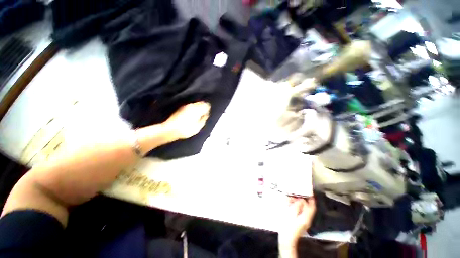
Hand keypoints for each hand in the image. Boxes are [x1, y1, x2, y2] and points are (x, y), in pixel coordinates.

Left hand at [163, 102, 210, 139]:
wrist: (170, 130)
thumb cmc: (185, 129)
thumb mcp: (198, 127)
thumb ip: (203, 119)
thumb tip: (205, 115)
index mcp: (197, 110)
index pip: (206, 105)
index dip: (208, 110)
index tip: (206, 114)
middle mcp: (191, 106)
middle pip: (201, 103)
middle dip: (203, 107)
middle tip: (202, 115)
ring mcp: (185, 106)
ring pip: (195, 104)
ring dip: (197, 108)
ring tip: (196, 116)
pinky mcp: (180, 108)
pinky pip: (189, 107)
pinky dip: (192, 110)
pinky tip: (190, 116)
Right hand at [278, 197, 315, 248]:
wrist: (286, 239)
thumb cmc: (288, 225)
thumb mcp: (292, 213)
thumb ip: (297, 205)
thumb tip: (301, 200)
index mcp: (306, 216)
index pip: (312, 206)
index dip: (311, 199)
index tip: (308, 192)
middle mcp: (306, 218)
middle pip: (307, 207)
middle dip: (302, 199)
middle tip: (295, 193)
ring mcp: (302, 221)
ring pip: (302, 209)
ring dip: (297, 202)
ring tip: (290, 197)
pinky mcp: (298, 222)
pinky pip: (298, 212)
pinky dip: (294, 207)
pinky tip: (288, 204)